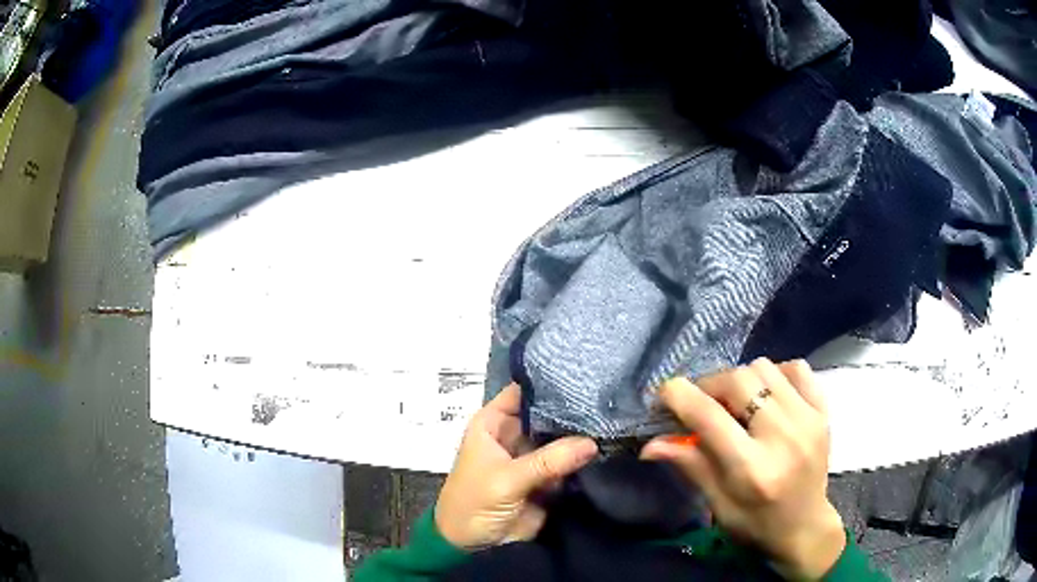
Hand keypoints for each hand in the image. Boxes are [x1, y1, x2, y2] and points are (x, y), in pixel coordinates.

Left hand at [435, 384, 598, 549]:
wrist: (472, 546)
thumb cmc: (474, 503)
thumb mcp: (506, 479)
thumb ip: (548, 461)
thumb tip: (592, 443)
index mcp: (493, 423)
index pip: (523, 391)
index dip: (549, 382)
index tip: (584, 374)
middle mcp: (514, 434)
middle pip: (547, 414)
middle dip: (574, 409)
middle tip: (610, 399)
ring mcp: (532, 457)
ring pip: (561, 438)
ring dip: (583, 434)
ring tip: (617, 419)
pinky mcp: (547, 478)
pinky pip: (568, 463)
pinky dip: (585, 458)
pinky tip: (613, 444)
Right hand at [641, 358, 844, 578]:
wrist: (806, 527)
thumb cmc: (756, 524)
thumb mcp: (717, 504)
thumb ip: (690, 465)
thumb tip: (649, 443)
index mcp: (751, 469)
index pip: (709, 417)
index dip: (679, 397)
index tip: (663, 394)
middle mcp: (783, 437)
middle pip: (738, 381)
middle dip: (709, 385)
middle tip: (700, 403)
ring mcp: (808, 419)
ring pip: (764, 368)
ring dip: (740, 380)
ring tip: (735, 403)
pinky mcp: (823, 411)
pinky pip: (796, 368)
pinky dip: (775, 374)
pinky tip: (767, 395)